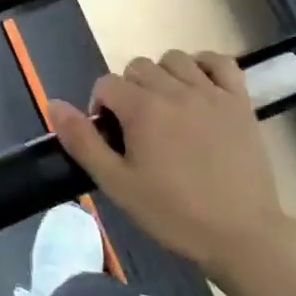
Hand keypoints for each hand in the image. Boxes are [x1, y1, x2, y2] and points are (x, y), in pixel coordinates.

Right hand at [50, 50, 288, 276]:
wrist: (243, 236)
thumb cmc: (175, 214)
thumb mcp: (118, 184)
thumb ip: (83, 142)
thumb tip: (53, 104)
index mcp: (143, 109)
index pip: (106, 84)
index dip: (100, 108)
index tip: (111, 139)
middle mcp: (175, 90)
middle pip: (138, 67)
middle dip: (128, 91)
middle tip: (137, 129)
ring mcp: (211, 93)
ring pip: (175, 59)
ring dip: (163, 76)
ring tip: (166, 108)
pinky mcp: (240, 102)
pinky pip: (221, 62)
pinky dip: (205, 66)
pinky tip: (199, 88)